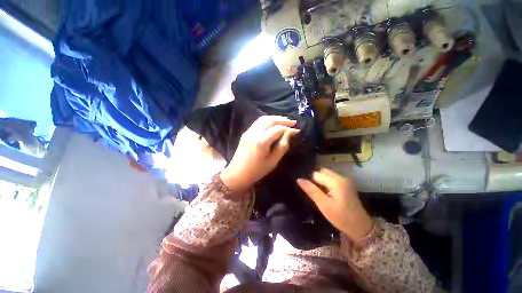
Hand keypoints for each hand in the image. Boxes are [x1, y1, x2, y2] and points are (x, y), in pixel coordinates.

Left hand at [220, 116, 299, 192]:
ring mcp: (248, 131)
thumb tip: (289, 134)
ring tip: (285, 121)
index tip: (297, 130)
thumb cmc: (257, 171)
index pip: (278, 129)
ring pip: (263, 118)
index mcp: (261, 141)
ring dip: (275, 118)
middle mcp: (254, 133)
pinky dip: (267, 120)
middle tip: (293, 122)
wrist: (237, 174)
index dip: (289, 128)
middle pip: (270, 120)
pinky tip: (273, 124)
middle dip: (283, 119)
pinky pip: (258, 122)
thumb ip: (282, 146)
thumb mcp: (273, 161)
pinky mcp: (246, 133)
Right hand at [297, 168, 373, 240]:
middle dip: (316, 180)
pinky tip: (327, 194)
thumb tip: (299, 179)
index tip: (312, 193)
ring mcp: (345, 180)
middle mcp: (341, 177)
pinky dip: (326, 184)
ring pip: (326, 175)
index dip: (311, 182)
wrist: (361, 228)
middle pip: (322, 172)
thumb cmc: (341, 218)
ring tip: (321, 195)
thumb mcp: (324, 205)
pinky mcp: (346, 184)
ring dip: (321, 182)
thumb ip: (311, 190)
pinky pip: (332, 179)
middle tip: (316, 194)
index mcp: (336, 181)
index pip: (316, 174)